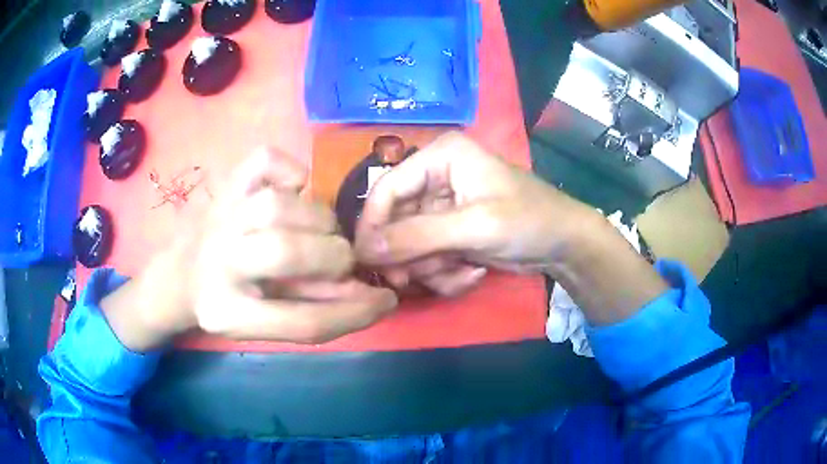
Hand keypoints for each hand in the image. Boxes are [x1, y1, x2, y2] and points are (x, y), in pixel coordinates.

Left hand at [103, 148, 397, 350]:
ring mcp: (218, 218)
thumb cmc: (227, 304)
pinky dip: (290, 169)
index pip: (304, 322)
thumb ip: (316, 310)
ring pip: (278, 204)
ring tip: (322, 230)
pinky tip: (296, 189)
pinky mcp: (224, 186)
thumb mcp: (266, 324)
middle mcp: (216, 263)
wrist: (179, 277)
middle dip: (334, 256)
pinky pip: (264, 160)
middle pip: (287, 252)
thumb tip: (369, 294)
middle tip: (342, 260)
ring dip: (317, 217)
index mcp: (227, 313)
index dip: (356, 313)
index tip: (386, 301)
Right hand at [354, 132, 598, 288]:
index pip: (387, 189)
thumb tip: (365, 249)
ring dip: (432, 268)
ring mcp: (442, 208)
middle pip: (395, 221)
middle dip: (410, 255)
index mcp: (439, 157)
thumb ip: (417, 236)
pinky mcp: (450, 232)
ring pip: (411, 245)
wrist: (564, 245)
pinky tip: (473, 273)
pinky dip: (445, 272)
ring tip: (464, 272)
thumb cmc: (527, 221)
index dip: (373, 226)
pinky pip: (429, 257)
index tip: (367, 262)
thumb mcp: (474, 226)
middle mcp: (435, 177)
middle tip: (413, 280)